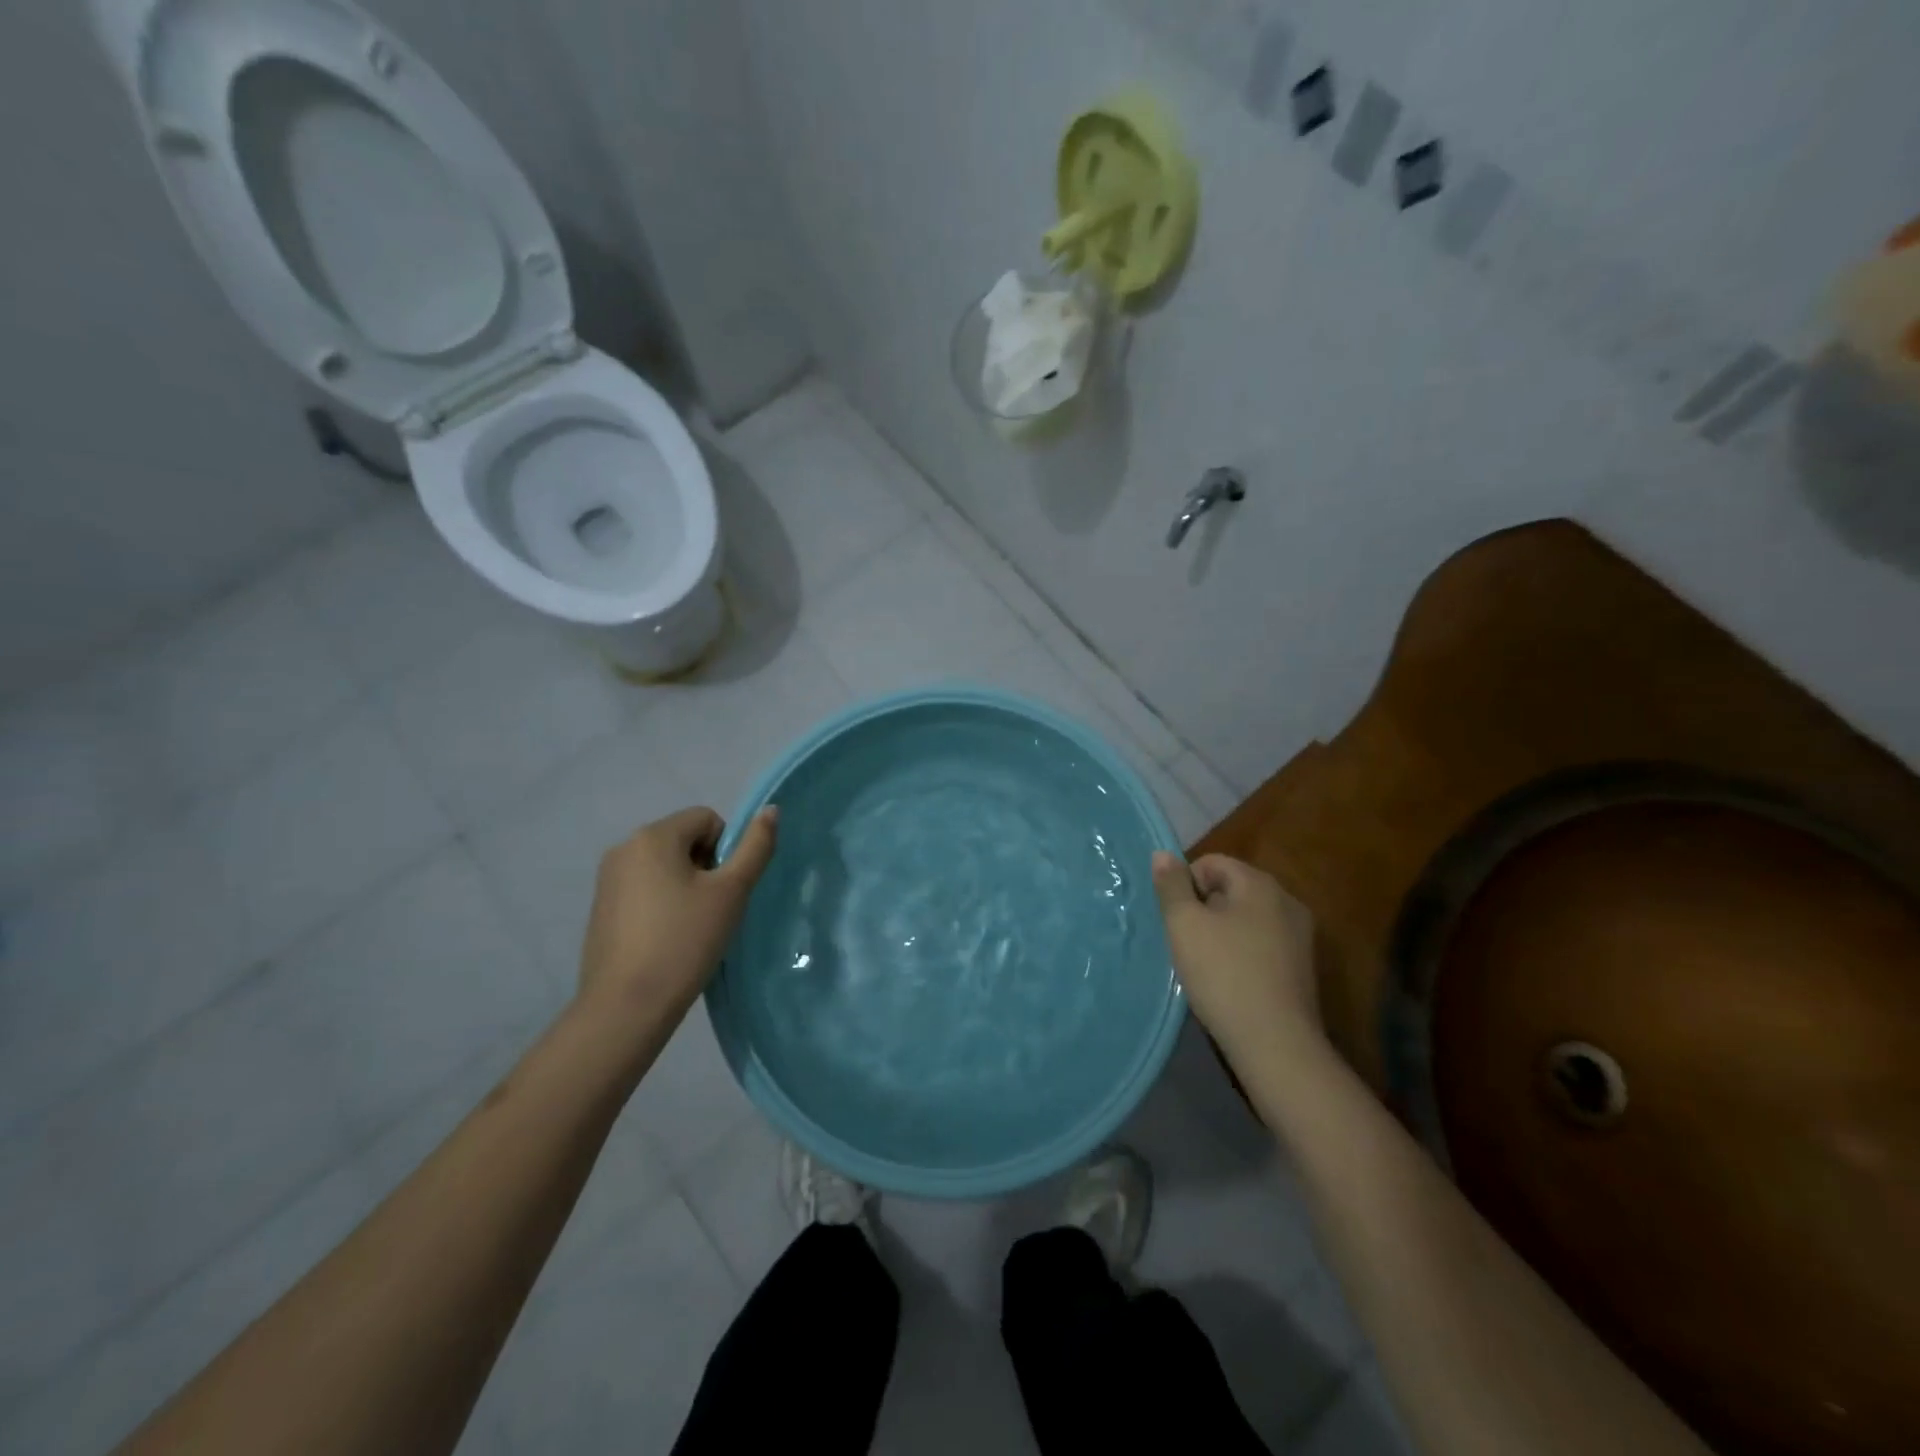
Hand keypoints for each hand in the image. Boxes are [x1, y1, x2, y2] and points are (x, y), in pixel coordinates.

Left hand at [576, 806, 778, 1019]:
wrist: (626, 1007)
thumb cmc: (685, 941)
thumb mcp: (732, 891)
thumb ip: (756, 846)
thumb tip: (771, 810)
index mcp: (653, 836)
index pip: (707, 819)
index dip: (726, 850)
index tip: (725, 889)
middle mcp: (624, 847)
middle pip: (684, 839)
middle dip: (706, 867)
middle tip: (712, 909)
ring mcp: (607, 879)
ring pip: (664, 865)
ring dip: (685, 885)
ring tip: (691, 927)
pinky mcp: (601, 908)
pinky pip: (644, 888)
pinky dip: (662, 904)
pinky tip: (667, 939)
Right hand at [1151, 852, 1319, 1068]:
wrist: (1275, 1044)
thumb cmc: (1223, 974)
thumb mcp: (1184, 925)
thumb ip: (1171, 885)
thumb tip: (1163, 854)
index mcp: (1260, 883)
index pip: (1211, 863)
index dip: (1185, 885)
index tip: (1176, 919)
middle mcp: (1286, 901)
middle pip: (1231, 888)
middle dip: (1203, 908)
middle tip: (1186, 942)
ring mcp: (1300, 936)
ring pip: (1246, 918)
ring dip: (1221, 932)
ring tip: (1205, 963)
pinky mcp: (1302, 967)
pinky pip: (1261, 944)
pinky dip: (1241, 953)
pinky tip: (1229, 980)